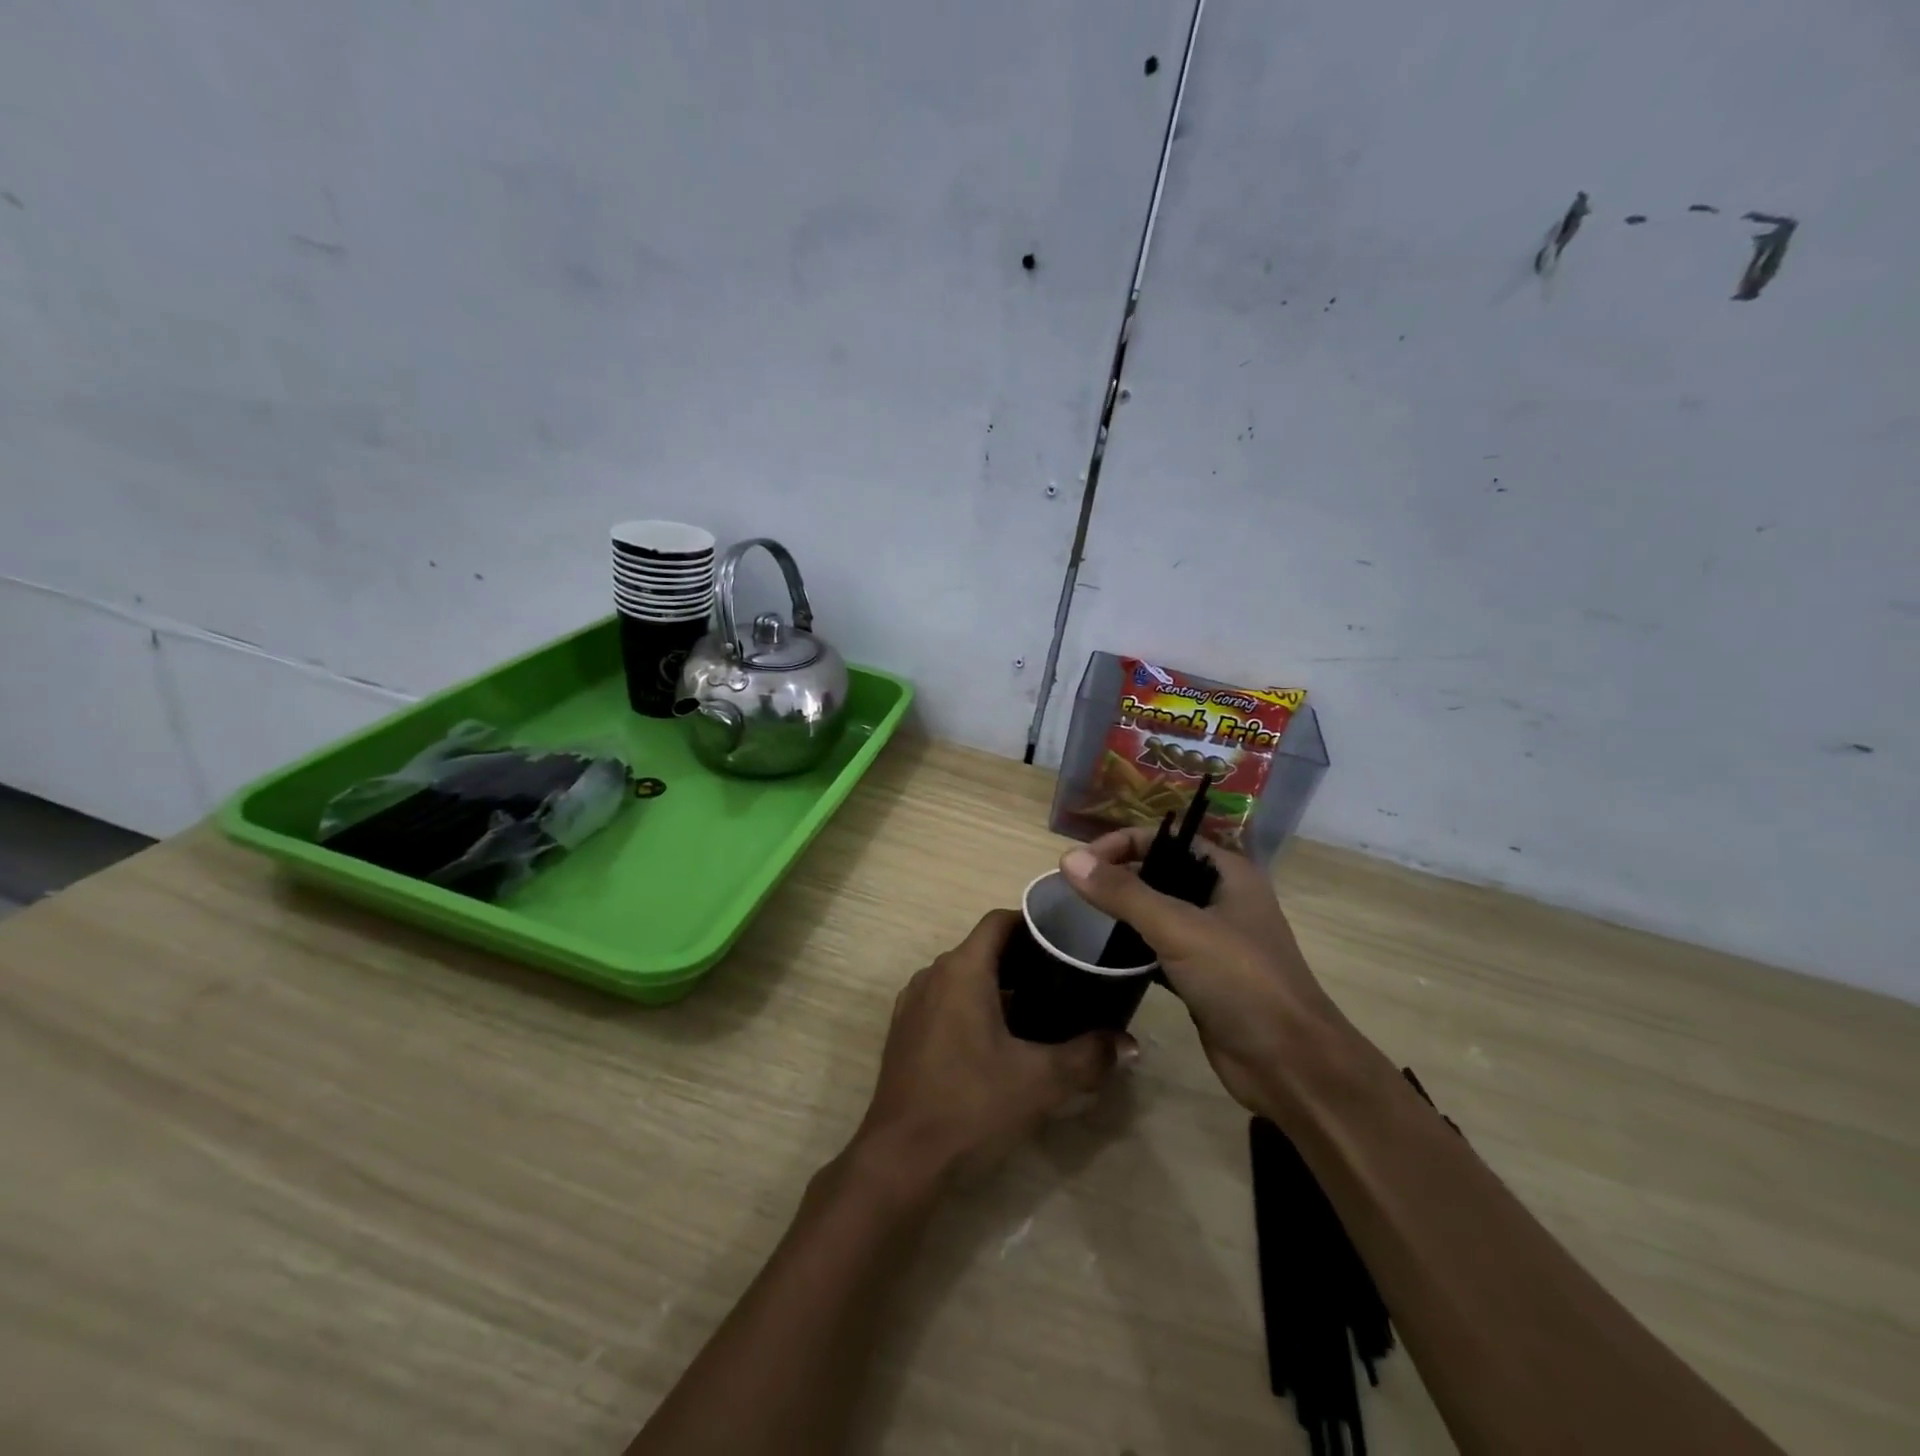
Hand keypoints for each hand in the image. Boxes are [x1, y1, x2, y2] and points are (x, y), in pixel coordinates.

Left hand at [854, 910, 1128, 1185]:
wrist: (902, 1159)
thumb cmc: (972, 1105)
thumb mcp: (1041, 1081)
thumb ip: (1088, 1056)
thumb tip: (1128, 1044)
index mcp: (962, 970)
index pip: (999, 921)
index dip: (1033, 923)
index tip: (1066, 939)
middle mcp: (932, 975)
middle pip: (983, 949)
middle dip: (1023, 959)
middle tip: (1065, 978)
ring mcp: (913, 1003)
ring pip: (963, 977)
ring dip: (999, 985)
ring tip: (1041, 1009)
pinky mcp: (905, 1032)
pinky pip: (946, 1001)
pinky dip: (974, 1006)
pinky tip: (1000, 1040)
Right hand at [1060, 829, 1358, 1117]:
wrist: (1289, 1065)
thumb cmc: (1241, 982)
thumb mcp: (1179, 929)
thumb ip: (1123, 893)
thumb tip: (1068, 859)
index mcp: (1228, 873)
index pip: (1165, 838)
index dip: (1122, 843)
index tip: (1080, 864)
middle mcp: (1221, 898)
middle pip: (1160, 871)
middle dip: (1119, 874)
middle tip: (1074, 891)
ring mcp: (1213, 939)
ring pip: (1158, 911)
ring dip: (1124, 911)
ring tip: (1082, 917)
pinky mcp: (1202, 976)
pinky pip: (1159, 948)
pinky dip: (1133, 946)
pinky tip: (1105, 953)